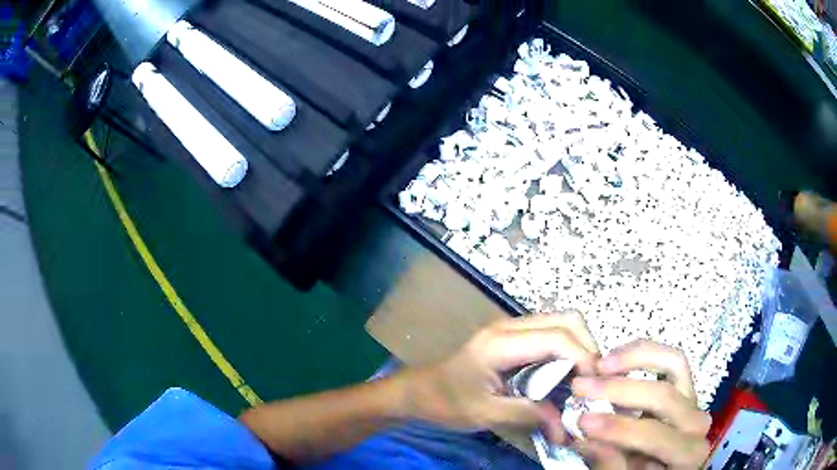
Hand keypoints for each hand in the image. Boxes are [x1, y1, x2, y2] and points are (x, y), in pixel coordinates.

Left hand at [406, 312, 598, 438]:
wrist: (418, 391)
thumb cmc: (446, 402)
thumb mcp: (486, 414)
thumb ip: (529, 416)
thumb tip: (567, 428)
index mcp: (500, 343)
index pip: (557, 338)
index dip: (583, 358)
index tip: (593, 386)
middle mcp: (509, 326)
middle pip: (566, 320)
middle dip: (587, 348)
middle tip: (591, 382)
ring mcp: (511, 328)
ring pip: (561, 323)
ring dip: (579, 348)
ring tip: (581, 381)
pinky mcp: (512, 337)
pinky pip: (550, 334)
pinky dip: (566, 351)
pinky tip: (565, 376)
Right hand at [571, 340, 711, 468]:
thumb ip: (611, 463)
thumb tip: (585, 437)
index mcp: (688, 452)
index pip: (653, 435)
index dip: (618, 428)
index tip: (582, 421)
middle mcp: (697, 421)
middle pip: (662, 395)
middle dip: (619, 390)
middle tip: (580, 387)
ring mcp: (693, 399)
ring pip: (673, 362)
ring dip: (635, 358)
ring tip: (601, 363)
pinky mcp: (685, 386)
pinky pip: (670, 360)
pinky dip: (643, 354)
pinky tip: (616, 358)